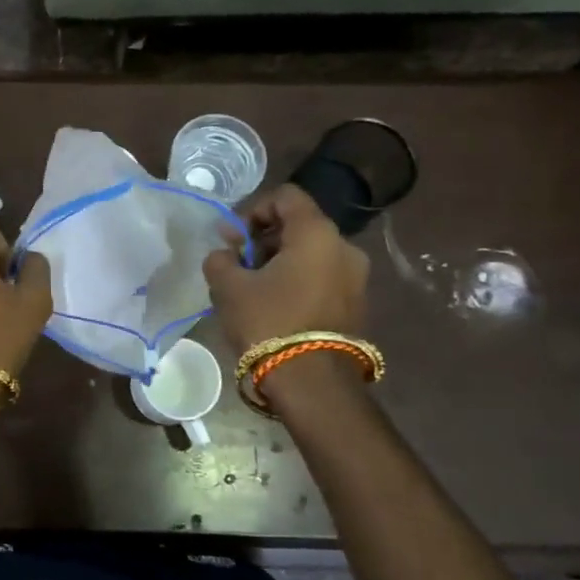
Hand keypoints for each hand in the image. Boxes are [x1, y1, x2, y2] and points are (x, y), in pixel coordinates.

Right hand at [202, 183, 368, 351]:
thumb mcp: (229, 287)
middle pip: (299, 226)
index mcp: (316, 233)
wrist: (312, 383)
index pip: (285, 197)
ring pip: (312, 254)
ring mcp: (356, 278)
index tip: (234, 239)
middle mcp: (344, 247)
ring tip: (254, 290)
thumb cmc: (268, 322)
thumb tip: (226, 253)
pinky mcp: (357, 304)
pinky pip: (323, 278)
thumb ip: (221, 259)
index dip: (253, 210)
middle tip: (239, 265)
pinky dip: (299, 282)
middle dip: (265, 240)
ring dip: (281, 263)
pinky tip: (276, 307)